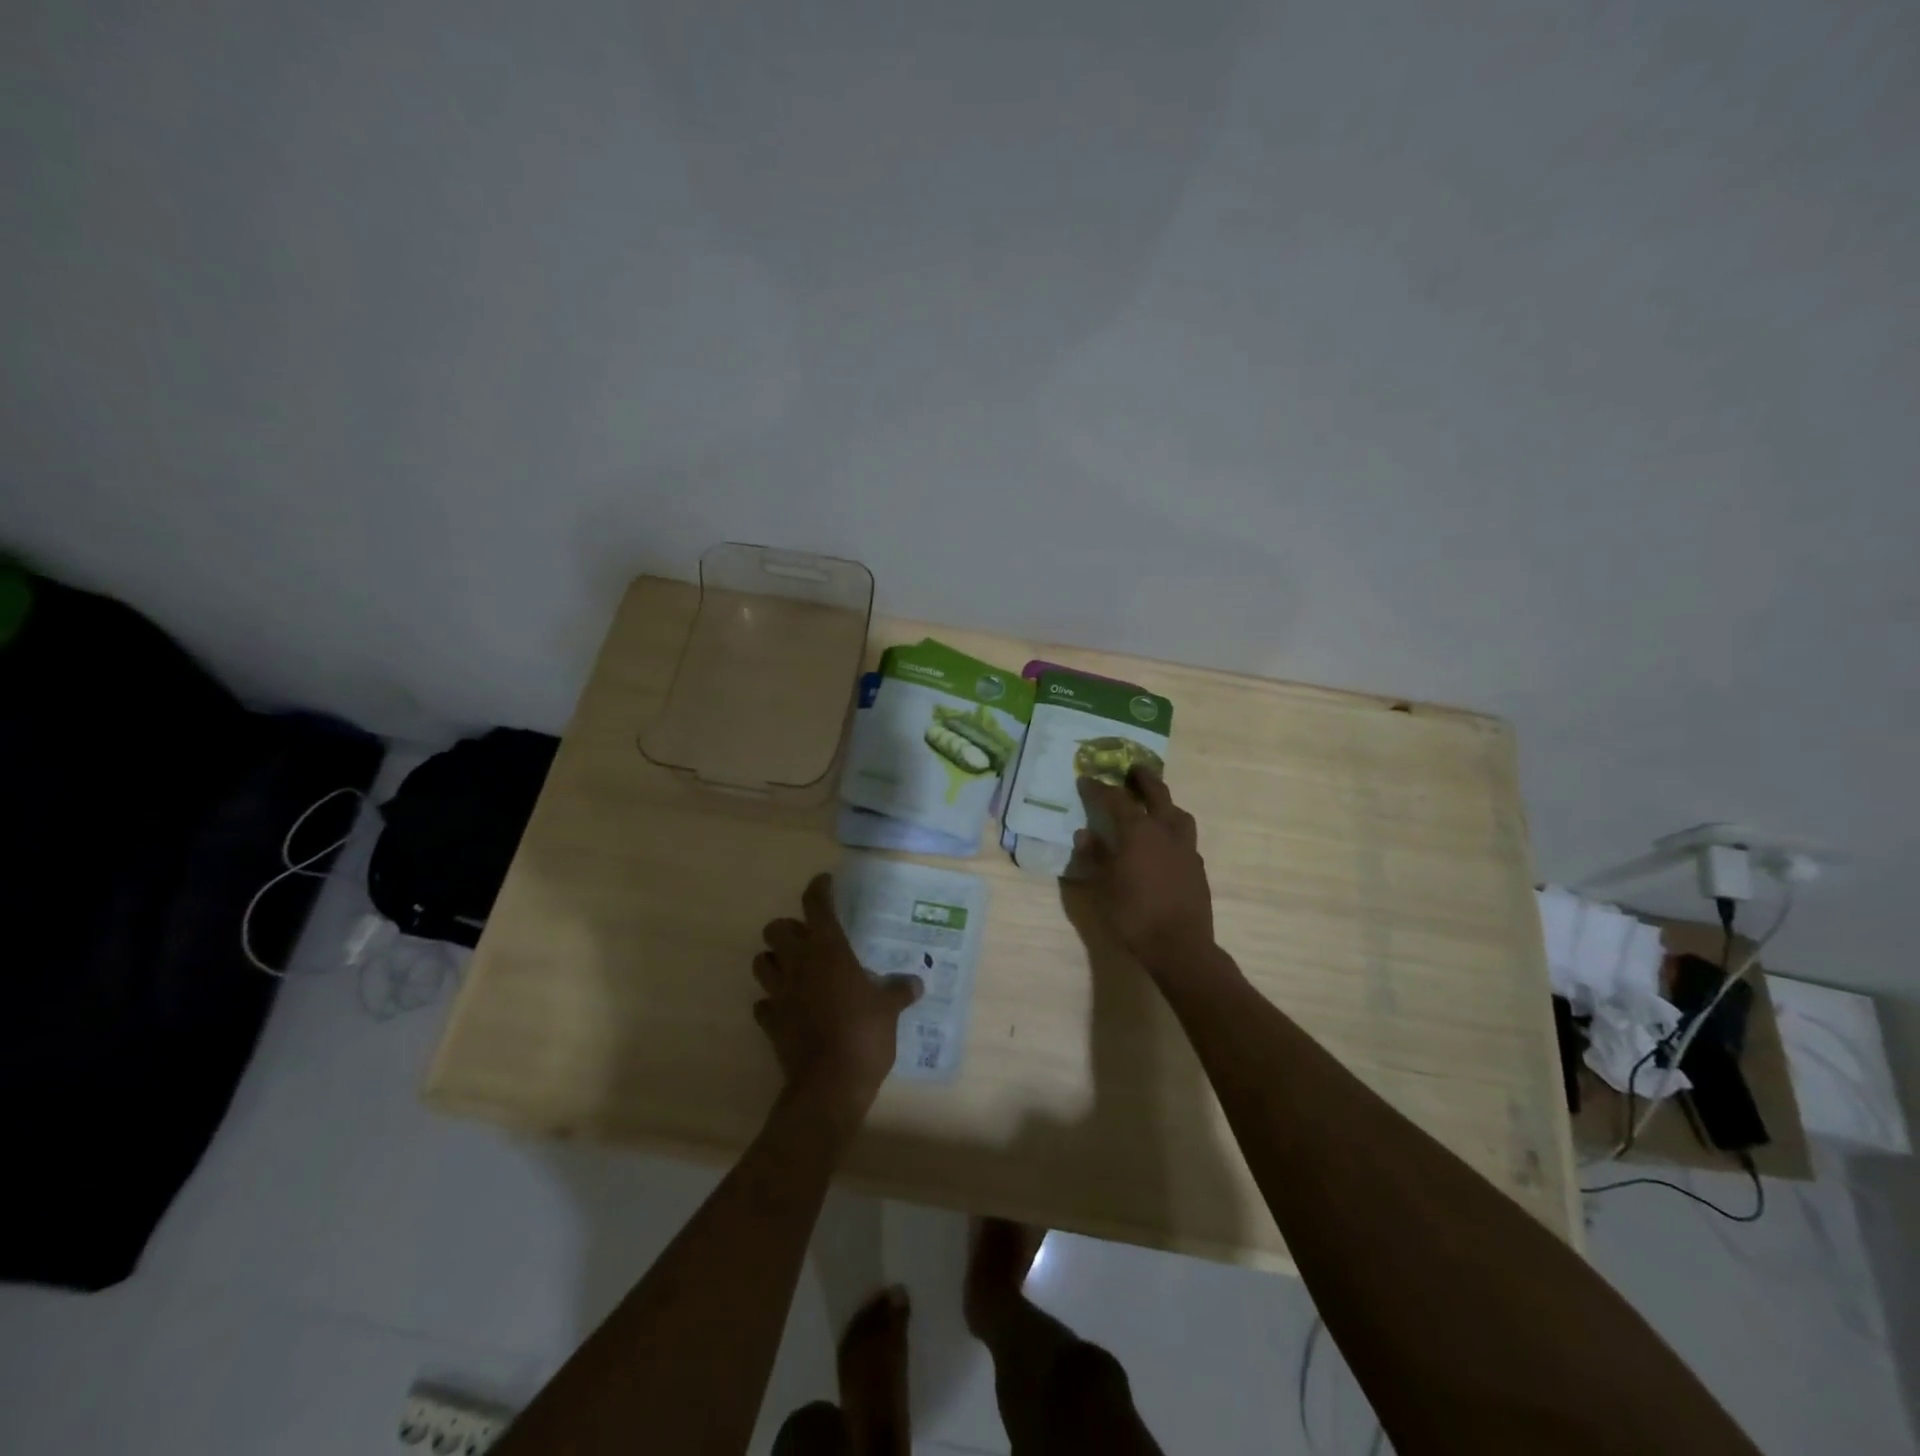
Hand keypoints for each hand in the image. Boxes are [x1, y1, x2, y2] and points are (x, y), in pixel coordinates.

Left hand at [754, 874, 922, 1130]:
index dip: (819, 889)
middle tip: (809, 938)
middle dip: (789, 928)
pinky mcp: (770, 1022)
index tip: (825, 882)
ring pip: (761, 961)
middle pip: (776, 929)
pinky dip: (772, 1001)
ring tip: (794, 968)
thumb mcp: (889, 1011)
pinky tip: (788, 1007)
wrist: (830, 1086)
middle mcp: (798, 964)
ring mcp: (779, 993)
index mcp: (828, 951)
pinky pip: (763, 1003)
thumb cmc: (863, 1035)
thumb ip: (898, 991)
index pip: (816, 906)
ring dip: (774, 960)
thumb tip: (915, 983)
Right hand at [1073, 768, 1215, 974]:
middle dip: (1143, 779)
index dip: (1099, 788)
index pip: (1116, 800)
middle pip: (1157, 794)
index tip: (1087, 780)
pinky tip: (1165, 843)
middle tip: (1133, 769)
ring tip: (1155, 804)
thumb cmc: (1133, 913)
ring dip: (1165, 803)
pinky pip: (1185, 838)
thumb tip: (1085, 834)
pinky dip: (1173, 830)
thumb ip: (1095, 856)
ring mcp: (1186, 848)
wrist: (1179, 946)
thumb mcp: (1102, 886)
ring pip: (1178, 813)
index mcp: (1138, 831)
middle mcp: (1165, 831)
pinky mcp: (1197, 867)